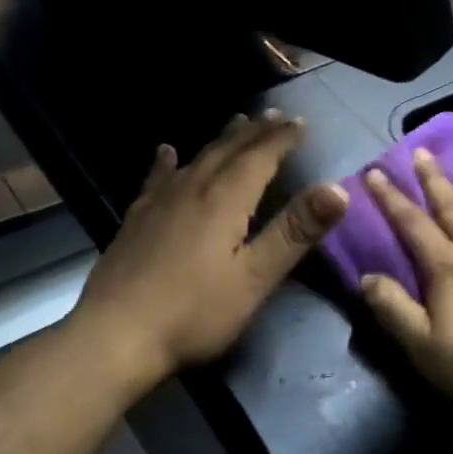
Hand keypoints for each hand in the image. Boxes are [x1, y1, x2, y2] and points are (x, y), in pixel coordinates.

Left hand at [73, 111, 348, 384]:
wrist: (115, 337)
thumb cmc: (194, 313)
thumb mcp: (255, 278)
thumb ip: (294, 233)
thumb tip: (337, 189)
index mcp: (225, 201)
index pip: (261, 158)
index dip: (283, 139)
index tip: (301, 123)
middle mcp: (192, 190)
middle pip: (228, 151)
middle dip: (255, 132)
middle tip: (275, 116)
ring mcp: (159, 203)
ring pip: (197, 159)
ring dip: (221, 140)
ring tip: (236, 123)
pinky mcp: (136, 220)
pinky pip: (157, 178)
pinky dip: (167, 162)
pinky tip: (165, 152)